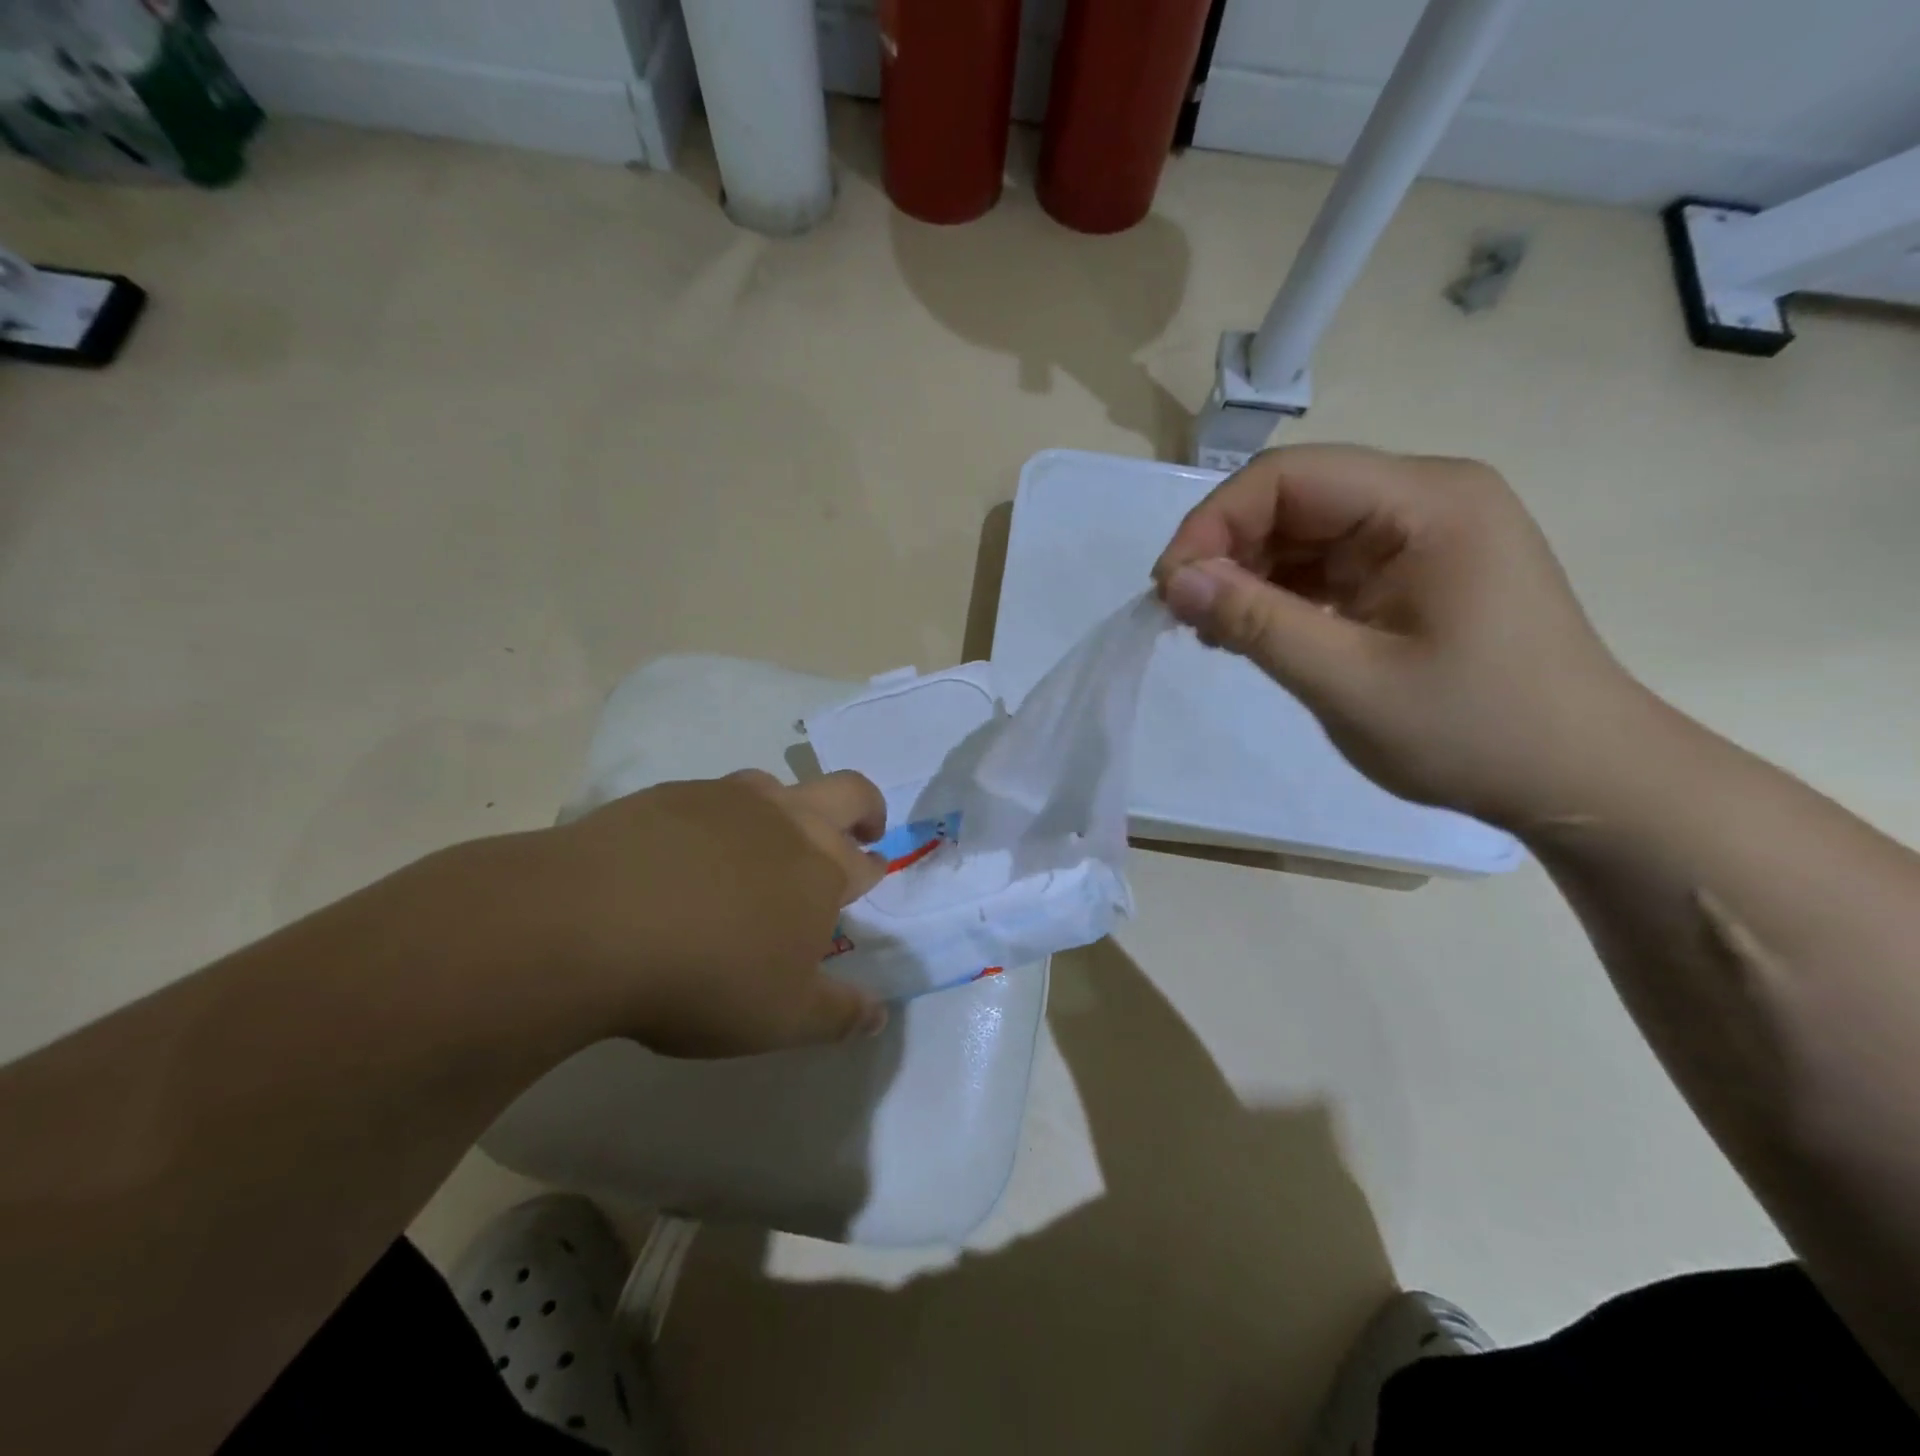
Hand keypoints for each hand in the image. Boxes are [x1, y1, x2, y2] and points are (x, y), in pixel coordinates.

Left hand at [523, 769, 890, 1056]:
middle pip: (847, 792)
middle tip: (861, 832)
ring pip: (775, 787)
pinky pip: (710, 799)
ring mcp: (726, 800)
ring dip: (787, 810)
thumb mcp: (781, 1019)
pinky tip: (687, 854)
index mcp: (823, 868)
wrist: (591, 924)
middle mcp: (786, 820)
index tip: (868, 881)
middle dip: (865, 809)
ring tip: (765, 848)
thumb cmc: (706, 977)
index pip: (864, 863)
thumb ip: (838, 1014)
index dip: (872, 871)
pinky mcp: (669, 795)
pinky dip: (718, 820)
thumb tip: (878, 1013)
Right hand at [1154, 444, 1645, 827]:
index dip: (1214, 522)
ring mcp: (1420, 534)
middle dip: (1226, 549)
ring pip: (1301, 531)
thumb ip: (1257, 624)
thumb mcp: (1350, 682)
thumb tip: (1173, 581)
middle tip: (1182, 614)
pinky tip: (1251, 631)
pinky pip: (1323, 563)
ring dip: (1246, 573)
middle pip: (1293, 497)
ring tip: (1212, 630)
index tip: (1168, 589)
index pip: (1289, 476)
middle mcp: (1425, 498)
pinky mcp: (1410, 570)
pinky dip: (1277, 593)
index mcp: (1427, 502)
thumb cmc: (1476, 732)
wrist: (1579, 779)